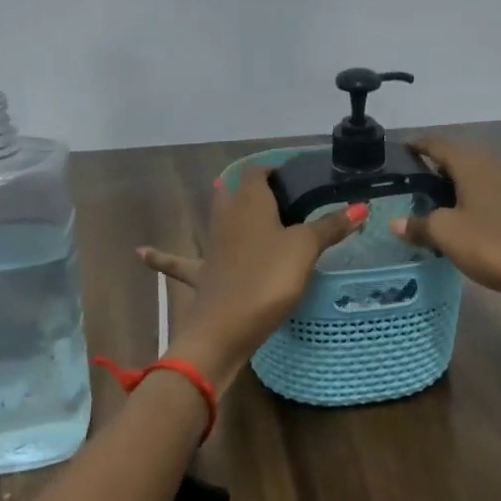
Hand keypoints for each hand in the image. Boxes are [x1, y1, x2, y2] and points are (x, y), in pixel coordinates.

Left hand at [138, 167, 361, 386]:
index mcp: (250, 203)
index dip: (275, 170)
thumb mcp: (305, 249)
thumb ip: (331, 227)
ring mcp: (212, 247)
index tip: (296, 176)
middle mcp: (226, 218)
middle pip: (236, 193)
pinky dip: (162, 256)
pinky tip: (140, 252)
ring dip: (227, 212)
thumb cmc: (267, 278)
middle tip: (283, 197)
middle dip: (254, 189)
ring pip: (216, 220)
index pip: (259, 173)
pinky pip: (180, 262)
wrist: (224, 329)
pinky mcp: (203, 275)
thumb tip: (361, 207)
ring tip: (237, 204)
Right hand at [389, 137, 500, 308]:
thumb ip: (419, 224)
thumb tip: (395, 222)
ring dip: (450, 182)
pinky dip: (467, 196)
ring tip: (428, 201)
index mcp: (470, 161)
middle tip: (407, 182)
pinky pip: (484, 189)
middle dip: (432, 165)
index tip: (397, 151)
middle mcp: (490, 162)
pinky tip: (457, 216)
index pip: (436, 144)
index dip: (416, 145)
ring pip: (471, 174)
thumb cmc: (491, 243)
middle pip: (455, 156)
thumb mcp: (446, 234)